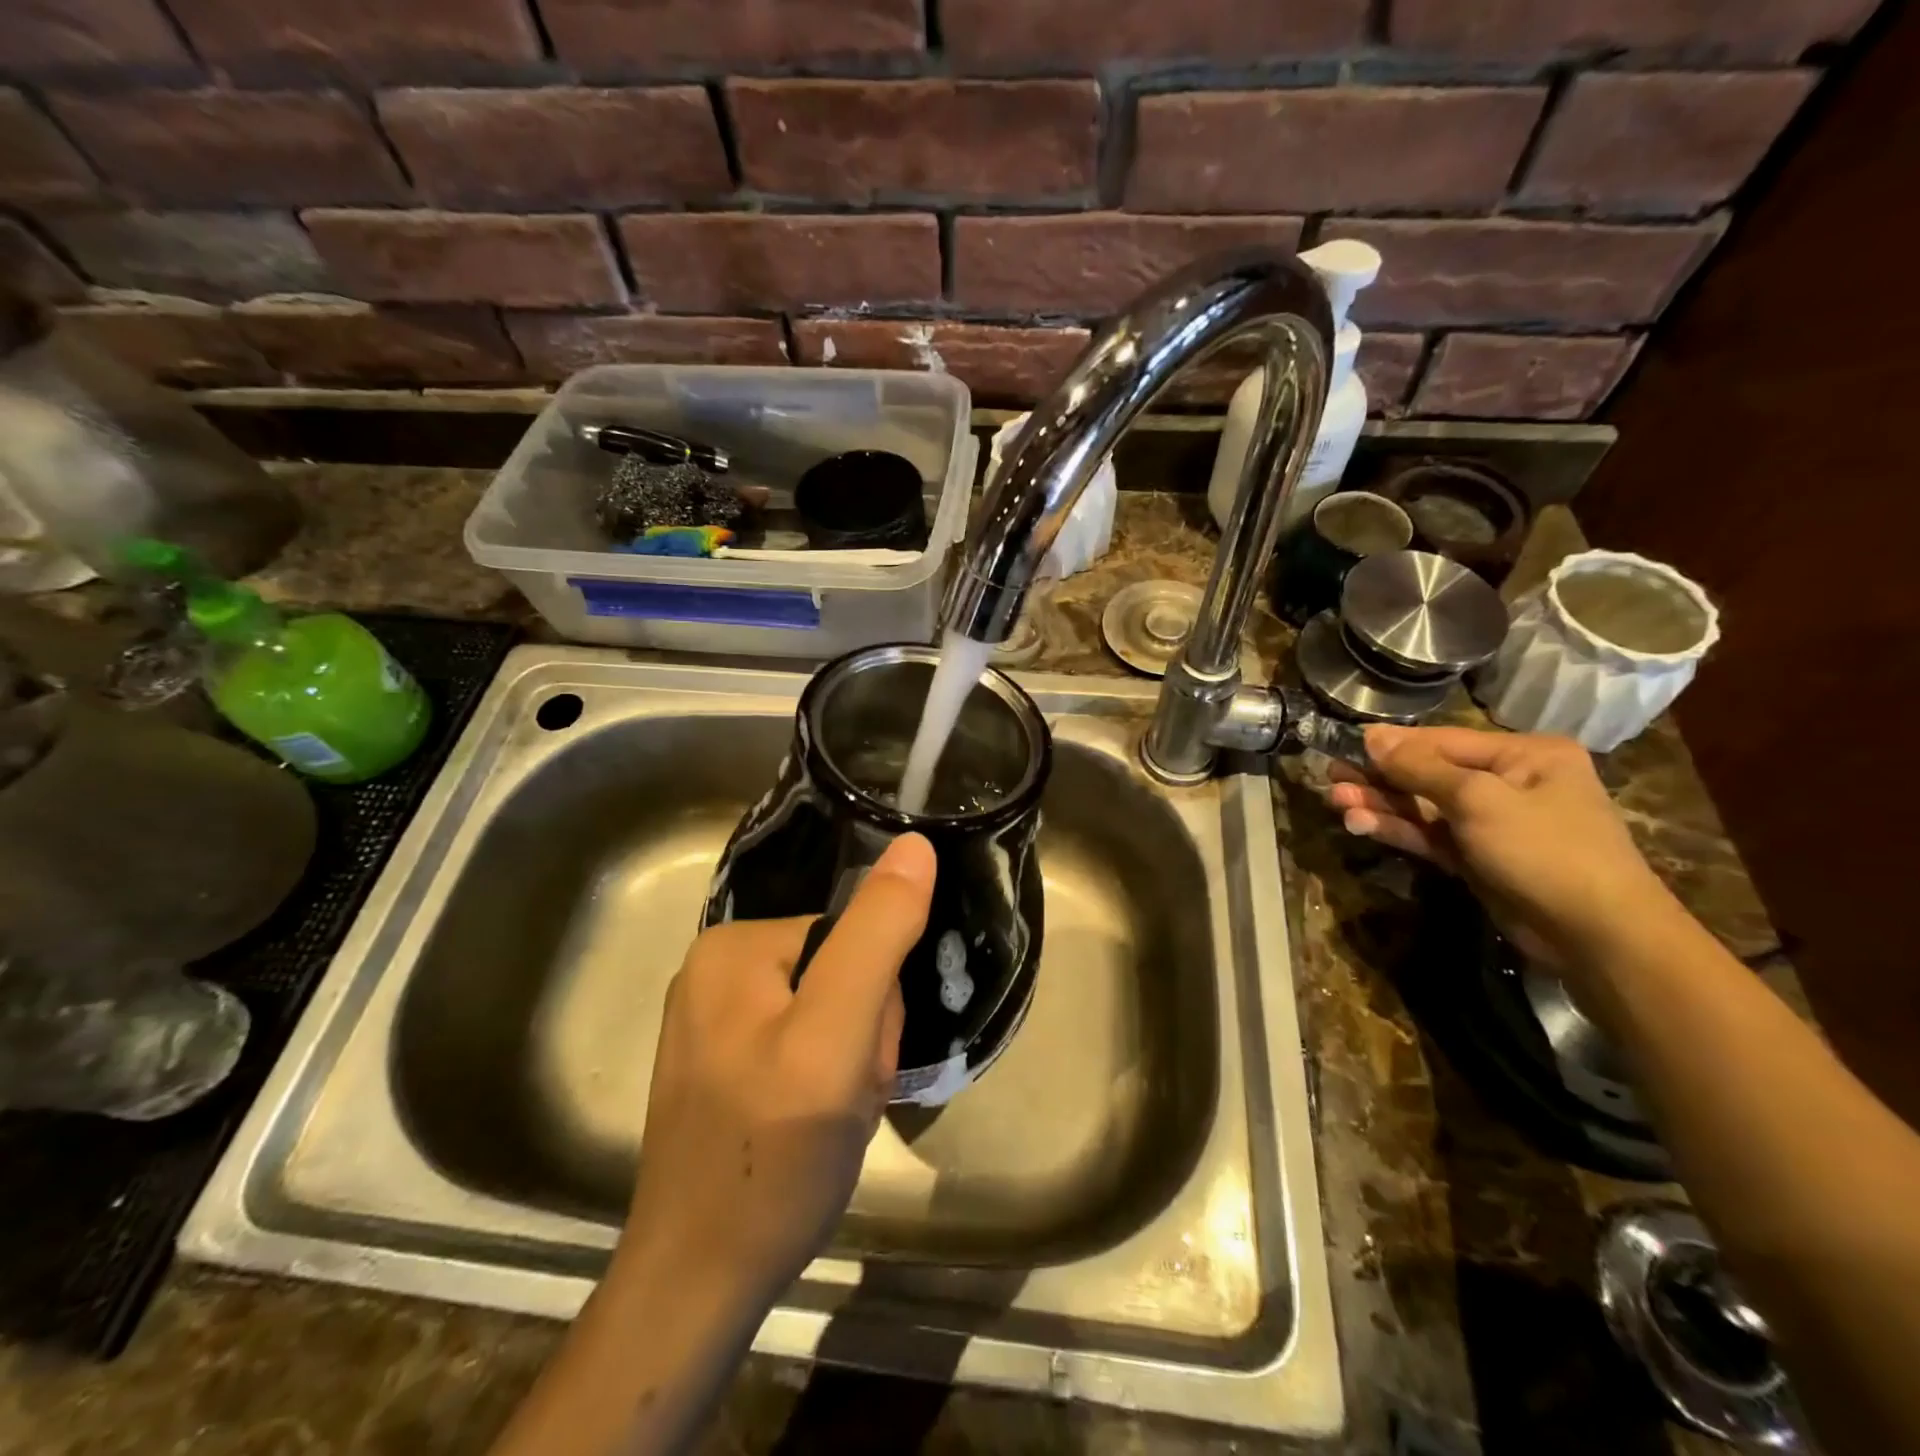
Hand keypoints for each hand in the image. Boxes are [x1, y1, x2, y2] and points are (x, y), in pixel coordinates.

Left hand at [616, 833, 934, 1307]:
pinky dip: (825, 1084)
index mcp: (734, 945)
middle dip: (863, 1035)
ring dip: (850, 1064)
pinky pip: (803, 1047)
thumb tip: (916, 845)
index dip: (877, 1002)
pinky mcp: (723, 1066)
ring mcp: (715, 1022)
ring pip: (829, 1014)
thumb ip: (878, 935)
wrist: (700, 1282)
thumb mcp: (837, 1034)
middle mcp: (716, 971)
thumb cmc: (773, 1153)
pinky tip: (810, 1127)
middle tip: (845, 1096)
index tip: (862, 1061)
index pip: (852, 937)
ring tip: (830, 1118)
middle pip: (840, 972)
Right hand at [1325, 725, 1675, 974]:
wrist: (1597, 935)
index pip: (1443, 741)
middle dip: (1379, 777)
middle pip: (1429, 773)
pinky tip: (1360, 824)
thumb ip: (1420, 768)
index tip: (1345, 745)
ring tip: (1335, 802)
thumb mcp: (1478, 799)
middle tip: (1330, 777)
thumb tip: (1372, 735)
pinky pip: (1430, 836)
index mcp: (1525, 755)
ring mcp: (1493, 823)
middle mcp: (1510, 782)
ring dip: (1381, 805)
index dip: (1392, 745)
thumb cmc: (1544, 849)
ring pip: (1424, 807)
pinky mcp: (1479, 858)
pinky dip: (1397, 830)